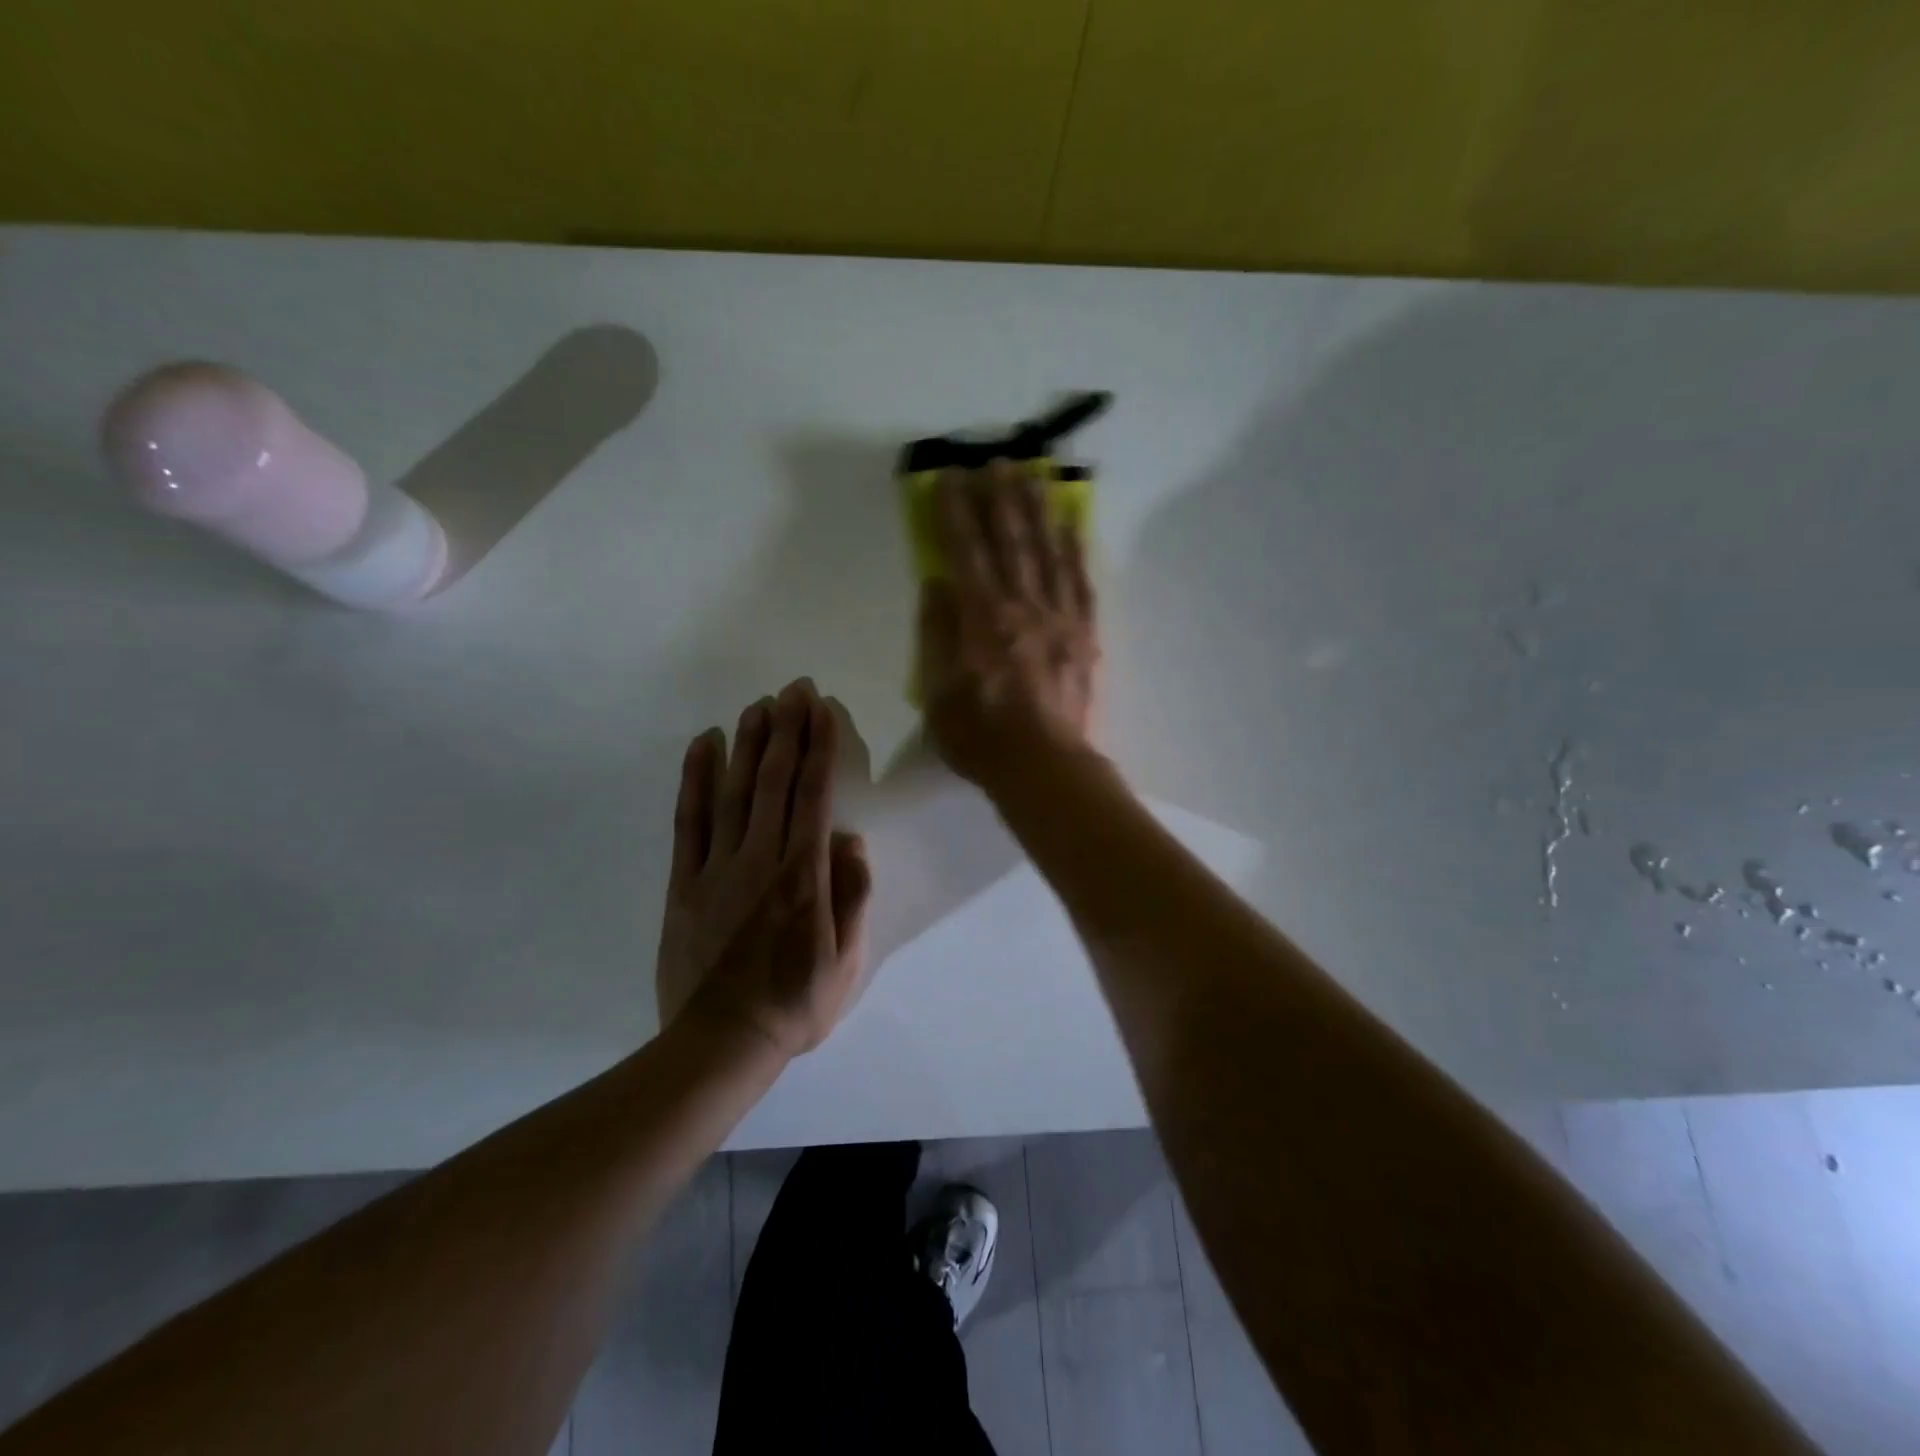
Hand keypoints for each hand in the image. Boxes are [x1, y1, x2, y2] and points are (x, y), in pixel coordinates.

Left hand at [655, 679, 871, 1056]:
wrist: (721, 1042)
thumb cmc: (795, 1003)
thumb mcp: (847, 959)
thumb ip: (852, 894)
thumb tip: (851, 838)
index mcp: (805, 873)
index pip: (815, 794)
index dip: (820, 746)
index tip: (822, 709)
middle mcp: (762, 857)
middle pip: (776, 780)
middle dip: (788, 729)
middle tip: (794, 689)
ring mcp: (718, 866)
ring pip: (734, 791)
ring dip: (748, 743)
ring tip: (758, 705)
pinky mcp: (684, 882)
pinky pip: (689, 821)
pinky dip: (695, 779)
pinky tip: (704, 746)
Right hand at [919, 461, 1100, 788]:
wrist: (1046, 768)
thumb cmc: (982, 737)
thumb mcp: (937, 692)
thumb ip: (936, 634)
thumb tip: (937, 583)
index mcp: (982, 619)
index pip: (966, 552)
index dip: (956, 512)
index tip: (951, 477)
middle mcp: (1023, 607)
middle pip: (1011, 541)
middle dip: (1001, 497)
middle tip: (998, 459)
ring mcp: (1061, 619)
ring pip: (1049, 552)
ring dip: (1040, 510)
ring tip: (1035, 474)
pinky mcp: (1086, 636)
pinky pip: (1082, 583)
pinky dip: (1077, 550)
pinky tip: (1074, 525)